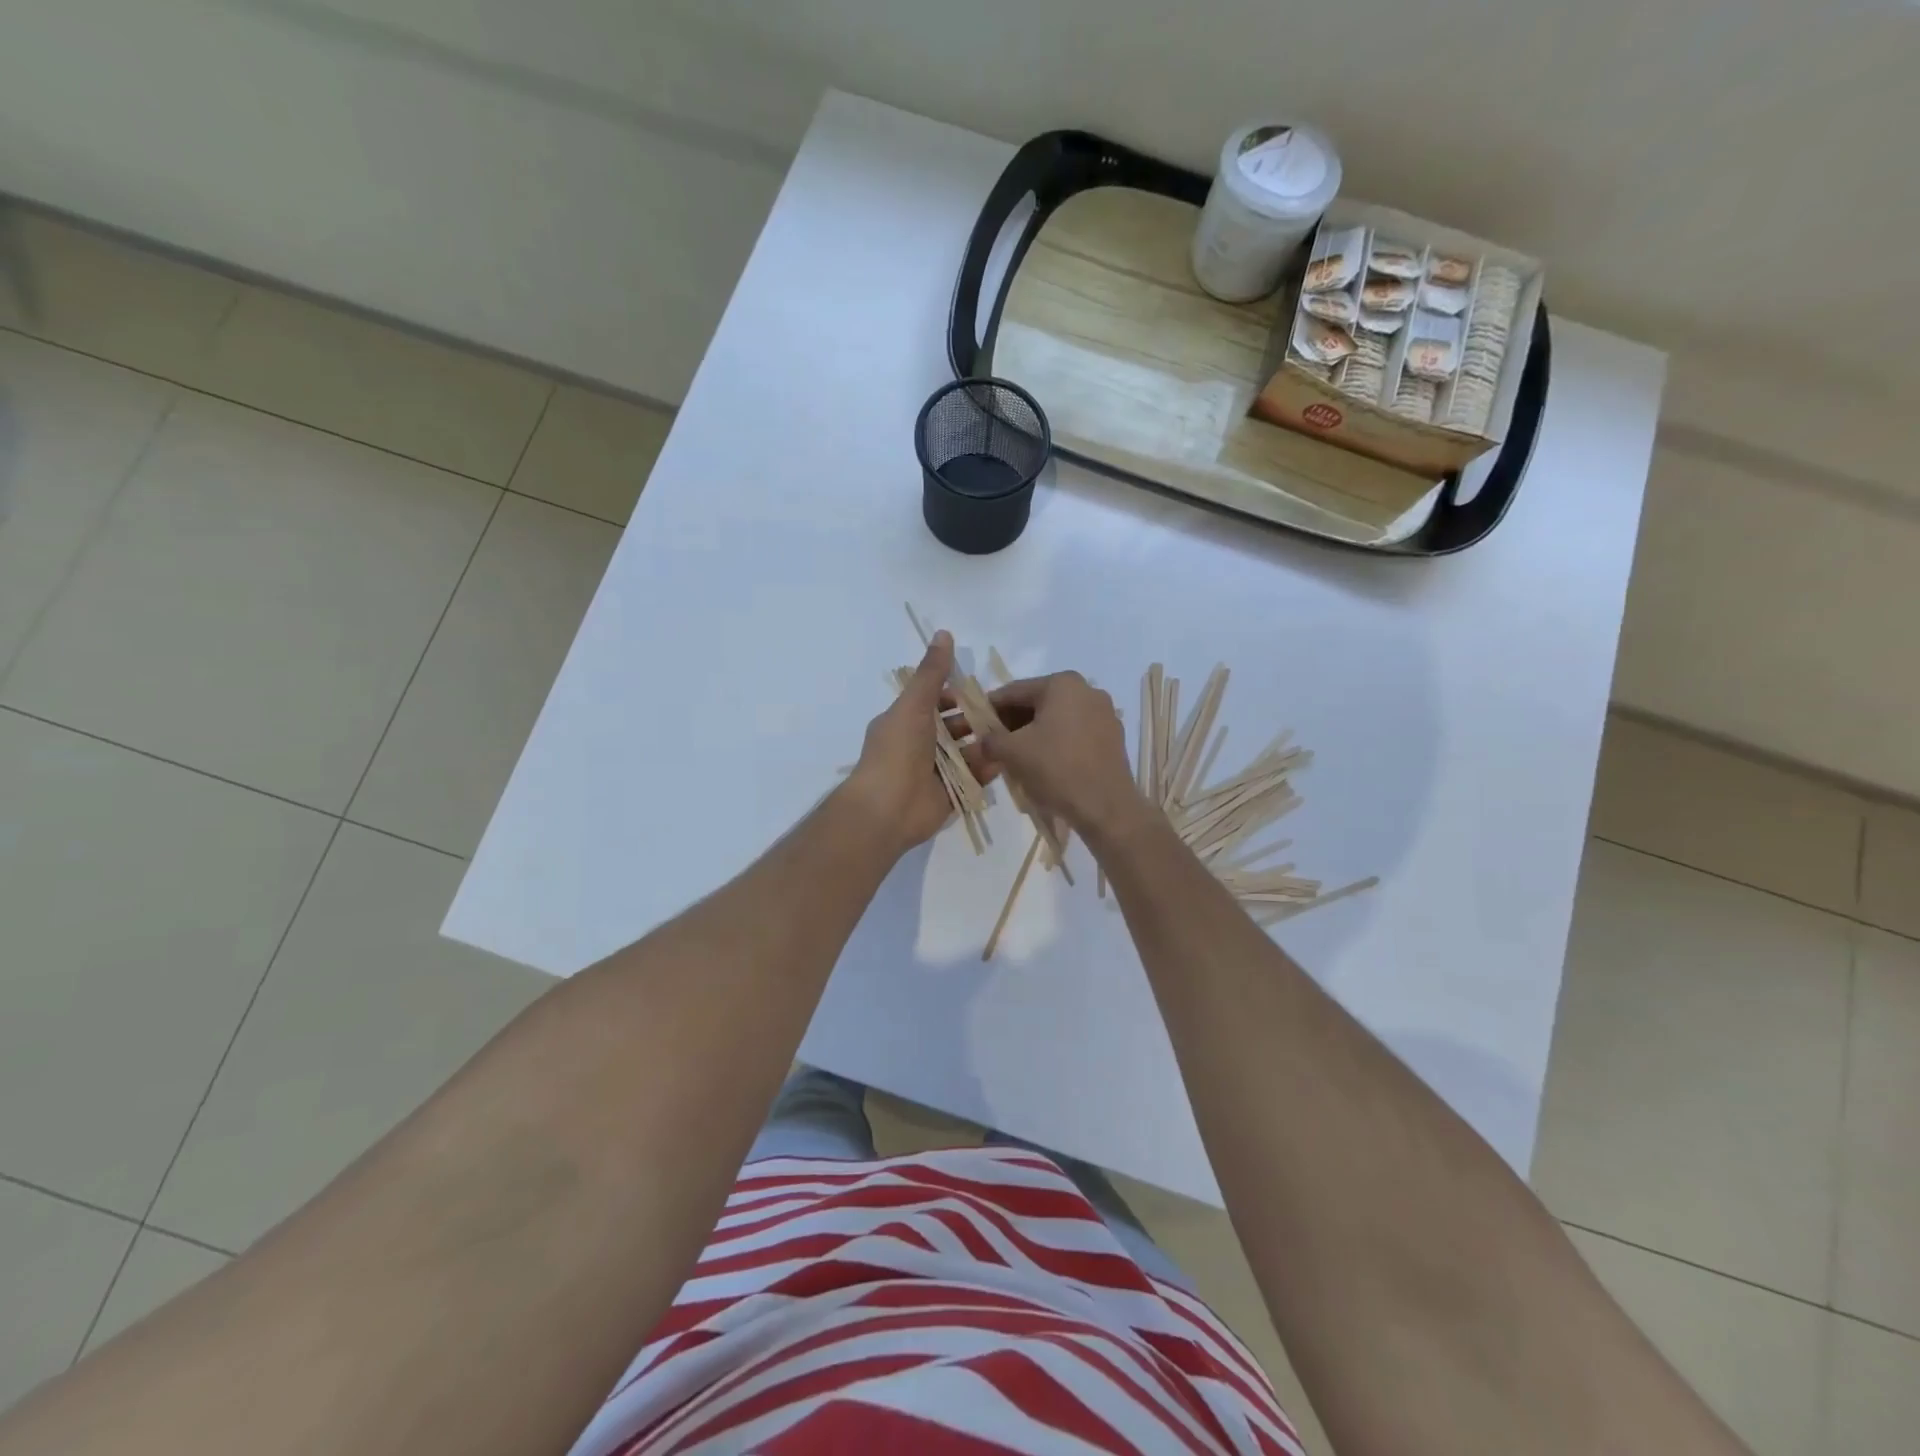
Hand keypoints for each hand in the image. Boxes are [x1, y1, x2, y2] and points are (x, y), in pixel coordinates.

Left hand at [840, 632, 996, 855]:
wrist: (888, 808)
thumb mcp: (914, 705)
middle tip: (1006, 715)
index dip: (956, 696)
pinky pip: (972, 778)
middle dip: (976, 721)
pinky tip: (1004, 760)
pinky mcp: (949, 795)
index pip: (935, 703)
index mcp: (905, 722)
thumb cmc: (897, 751)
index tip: (982, 691)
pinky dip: (986, 769)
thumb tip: (943, 633)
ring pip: (966, 753)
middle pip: (954, 728)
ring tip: (1011, 737)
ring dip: (985, 744)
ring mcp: (934, 772)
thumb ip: (931, 673)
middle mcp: (919, 746)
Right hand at [980, 672, 1147, 840]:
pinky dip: (1055, 744)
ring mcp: (1104, 714)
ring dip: (1032, 734)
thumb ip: (990, 740)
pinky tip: (1042, 764)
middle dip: (1012, 723)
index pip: (1014, 691)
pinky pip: (1074, 734)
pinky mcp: (1112, 738)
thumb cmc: (1056, 769)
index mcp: (1062, 684)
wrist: (1106, 807)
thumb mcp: (1012, 752)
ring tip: (1014, 757)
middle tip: (991, 743)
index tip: (973, 724)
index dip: (989, 708)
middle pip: (1037, 703)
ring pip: (1056, 720)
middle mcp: (1087, 690)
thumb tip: (981, 742)